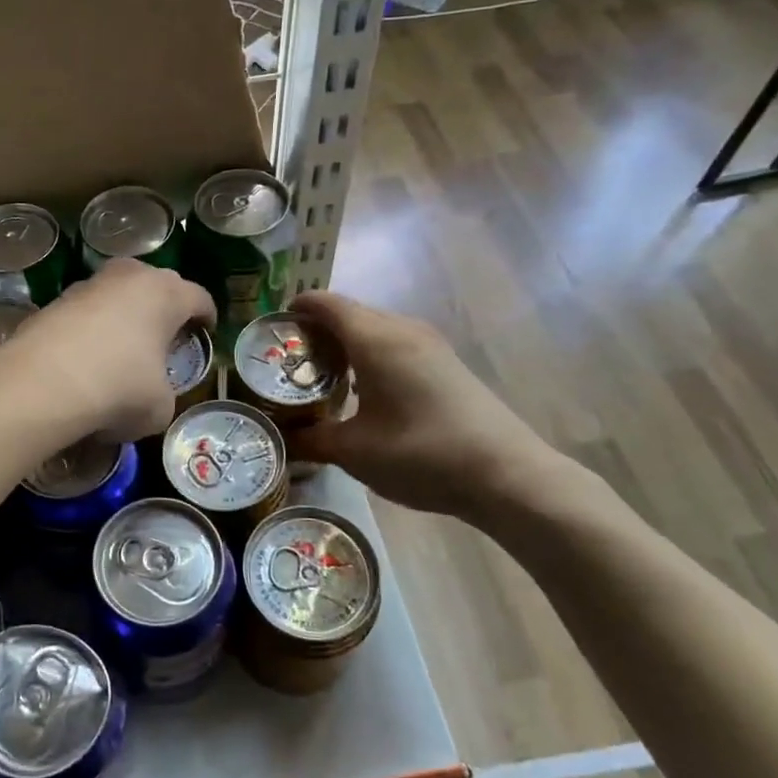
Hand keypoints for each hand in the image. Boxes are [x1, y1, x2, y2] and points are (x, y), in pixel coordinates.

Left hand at [0, 259, 214, 443]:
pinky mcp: (54, 301)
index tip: (206, 332)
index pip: (199, 298)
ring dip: (125, 315)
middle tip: (166, 336)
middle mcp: (129, 277)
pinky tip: (88, 357)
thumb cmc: (119, 389)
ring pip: (118, 294)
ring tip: (125, 346)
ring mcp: (88, 285)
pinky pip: (86, 312)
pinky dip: (92, 328)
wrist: (41, 384)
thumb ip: (165, 393)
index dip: (207, 317)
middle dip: (165, 308)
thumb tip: (151, 394)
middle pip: (158, 285)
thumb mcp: (160, 406)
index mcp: (166, 293)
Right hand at [286, 292, 572, 527]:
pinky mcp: (445, 363)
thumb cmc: (421, 454)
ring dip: (345, 344)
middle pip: (350, 313)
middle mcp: (402, 329)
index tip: (272, 330)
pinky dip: (370, 355)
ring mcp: (429, 344)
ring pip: (374, 328)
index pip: (326, 304)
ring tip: (322, 377)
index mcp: (375, 339)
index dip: (296, 309)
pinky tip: (364, 392)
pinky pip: (395, 343)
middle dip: (316, 330)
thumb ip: (311, 440)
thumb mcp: (355, 452)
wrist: (506, 474)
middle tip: (289, 362)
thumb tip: (282, 439)